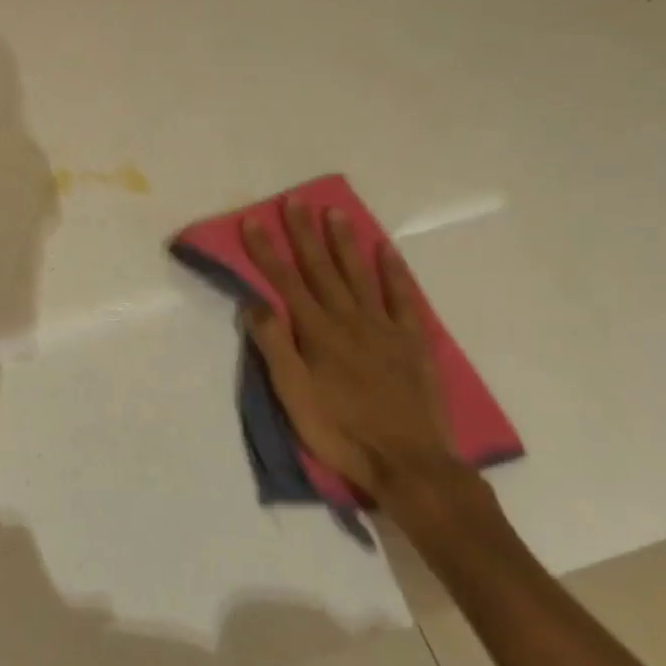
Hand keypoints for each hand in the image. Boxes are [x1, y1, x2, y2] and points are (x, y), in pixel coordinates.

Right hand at [241, 201, 459, 502]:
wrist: (410, 464)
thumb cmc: (341, 432)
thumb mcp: (293, 396)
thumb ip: (274, 346)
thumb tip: (254, 301)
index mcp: (317, 332)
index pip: (285, 281)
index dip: (266, 250)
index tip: (252, 220)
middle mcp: (349, 320)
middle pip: (321, 268)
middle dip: (304, 233)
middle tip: (295, 200)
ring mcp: (384, 328)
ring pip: (360, 274)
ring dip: (344, 242)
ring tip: (334, 212)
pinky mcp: (413, 342)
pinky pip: (403, 298)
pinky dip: (394, 271)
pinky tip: (385, 249)